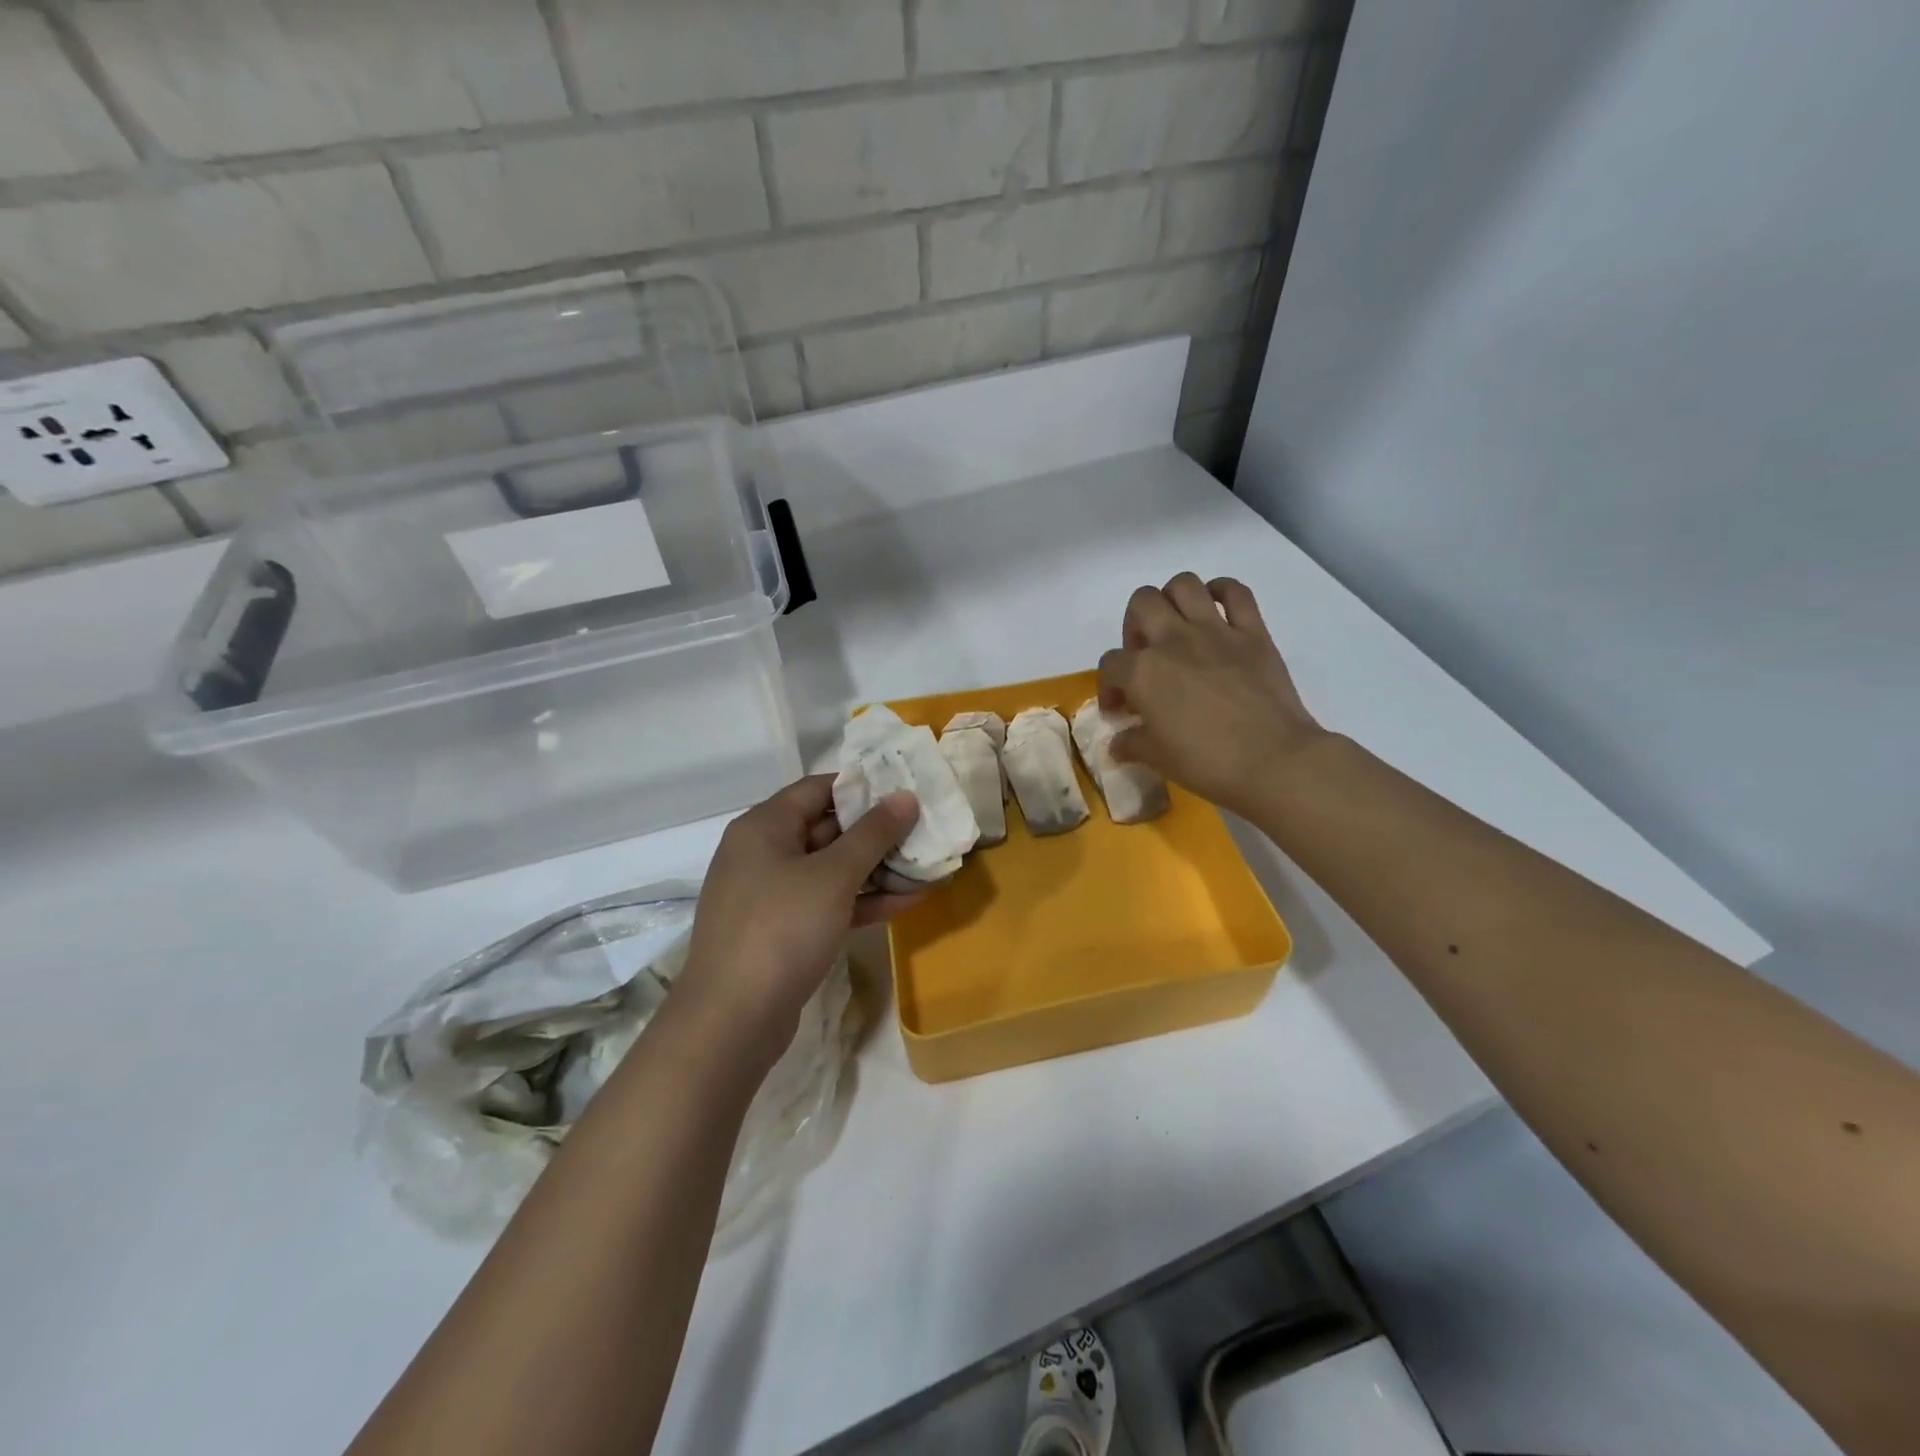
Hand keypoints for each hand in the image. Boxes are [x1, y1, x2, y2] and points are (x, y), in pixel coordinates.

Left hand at [678, 775, 919, 1065]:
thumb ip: (873, 833)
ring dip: (876, 869)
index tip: (905, 791)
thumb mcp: (833, 875)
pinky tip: (906, 902)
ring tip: (926, 865)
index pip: (818, 788)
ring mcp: (771, 895)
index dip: (863, 787)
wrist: (732, 1020)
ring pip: (830, 870)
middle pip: (826, 828)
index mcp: (763, 826)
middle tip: (925, 829)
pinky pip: (826, 904)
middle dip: (877, 832)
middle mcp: (763, 853)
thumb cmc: (781, 929)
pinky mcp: (782, 932)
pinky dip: (861, 901)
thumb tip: (905, 796)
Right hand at [1097, 573, 1324, 815]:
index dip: (1110, 686)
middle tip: (1145, 654)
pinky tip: (1216, 610)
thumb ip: (1131, 743)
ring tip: (1176, 626)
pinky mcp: (1253, 632)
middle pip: (1142, 603)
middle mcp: (1173, 640)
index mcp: (1143, 671)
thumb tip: (1118, 743)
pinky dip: (1223, 592)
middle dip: (1135, 625)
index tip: (1121, 710)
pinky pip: (1236, 592)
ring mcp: (1215, 631)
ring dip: (1173, 599)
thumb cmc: (1207, 762)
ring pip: (1184, 584)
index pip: (1111, 664)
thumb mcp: (1156, 758)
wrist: (1273, 761)